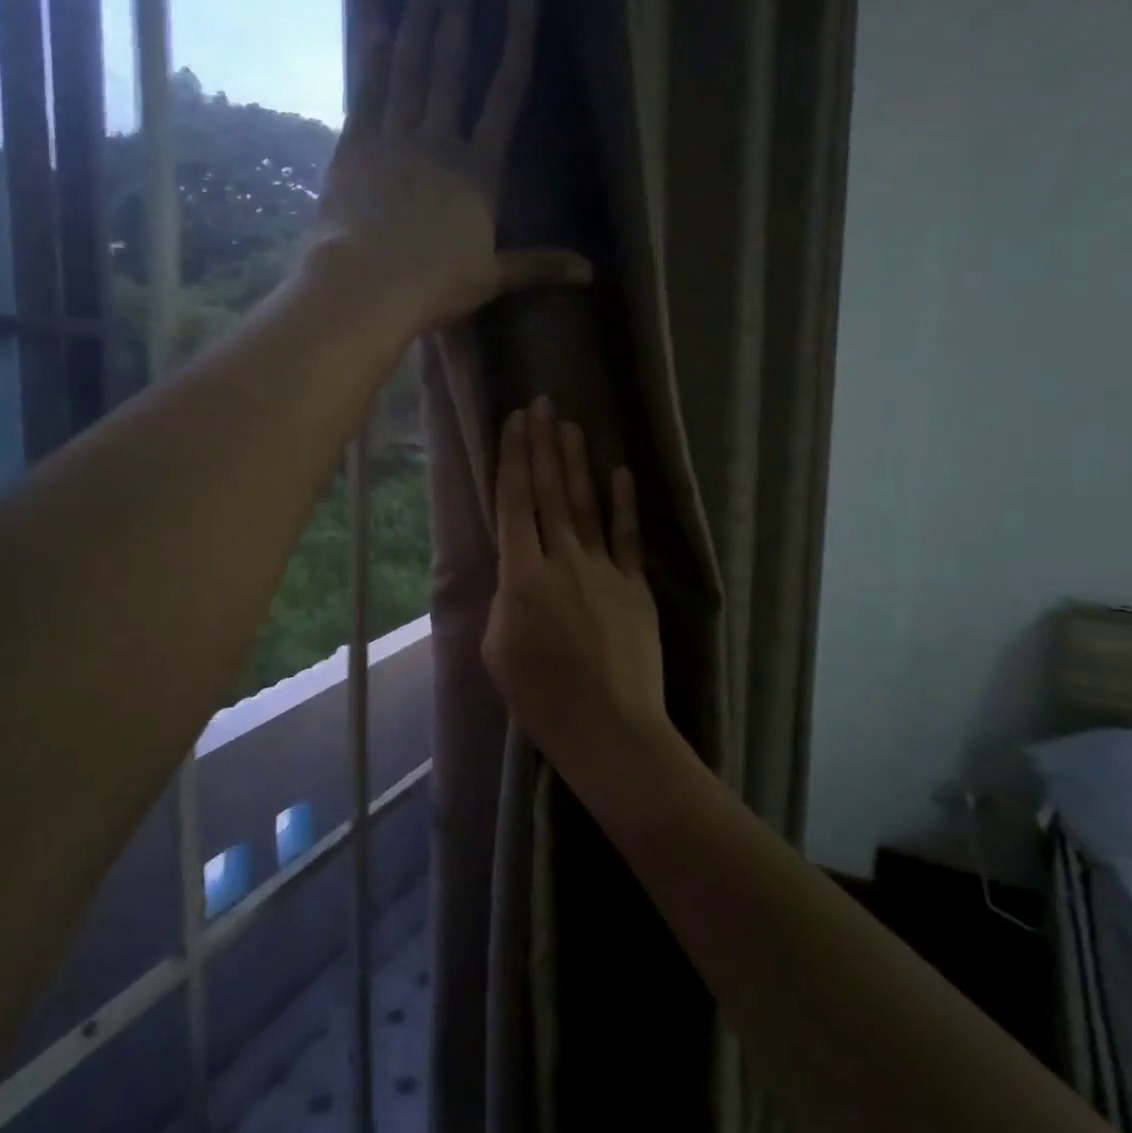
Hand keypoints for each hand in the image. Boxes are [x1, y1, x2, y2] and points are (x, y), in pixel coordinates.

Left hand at [313, 0, 590, 335]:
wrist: (366, 285)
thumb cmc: (434, 284)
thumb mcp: (492, 277)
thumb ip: (538, 265)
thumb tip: (590, 273)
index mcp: (479, 170)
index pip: (505, 94)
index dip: (516, 42)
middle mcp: (438, 141)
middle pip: (450, 66)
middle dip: (456, 11)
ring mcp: (393, 139)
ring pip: (408, 69)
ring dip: (416, 20)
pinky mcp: (355, 149)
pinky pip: (367, 94)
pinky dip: (373, 61)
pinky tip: (376, 28)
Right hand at [482, 397, 672, 770]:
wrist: (609, 728)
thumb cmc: (540, 697)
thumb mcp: (496, 649)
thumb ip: (504, 599)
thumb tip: (516, 574)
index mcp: (522, 577)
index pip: (515, 504)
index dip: (513, 460)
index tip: (513, 423)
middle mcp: (563, 561)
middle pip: (550, 493)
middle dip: (543, 445)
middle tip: (541, 404)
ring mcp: (604, 570)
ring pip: (586, 505)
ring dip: (578, 462)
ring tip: (571, 425)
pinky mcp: (635, 586)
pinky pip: (627, 536)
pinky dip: (624, 503)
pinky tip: (619, 472)